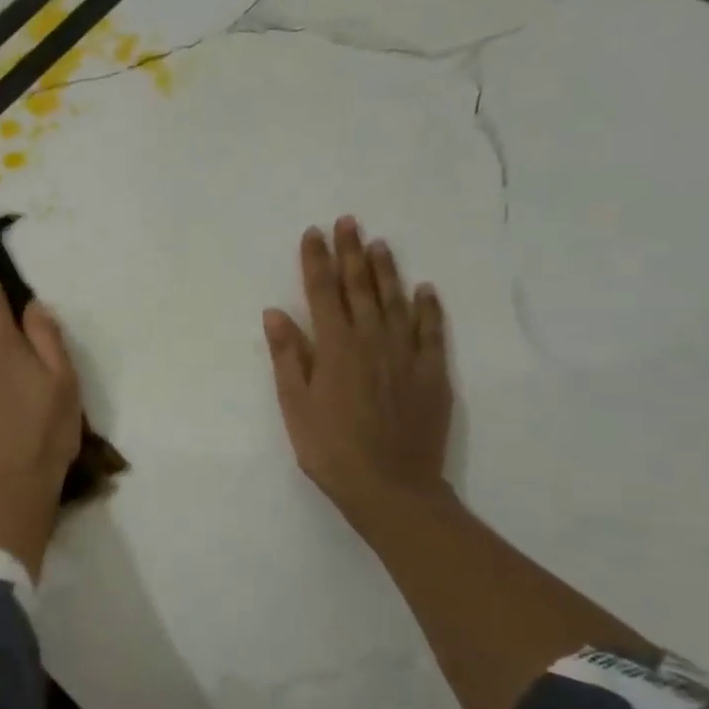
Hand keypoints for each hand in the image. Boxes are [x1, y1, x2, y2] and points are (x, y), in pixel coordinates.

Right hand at [263, 217, 454, 534]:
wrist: (391, 487)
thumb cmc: (331, 448)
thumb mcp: (295, 405)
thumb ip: (288, 356)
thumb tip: (276, 312)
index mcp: (334, 347)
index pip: (322, 293)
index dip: (316, 261)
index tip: (313, 233)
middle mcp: (371, 341)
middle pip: (360, 288)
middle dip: (351, 253)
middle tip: (349, 222)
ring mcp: (405, 355)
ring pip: (395, 302)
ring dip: (386, 271)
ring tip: (380, 244)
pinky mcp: (432, 374)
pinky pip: (431, 331)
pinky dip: (428, 308)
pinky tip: (425, 290)